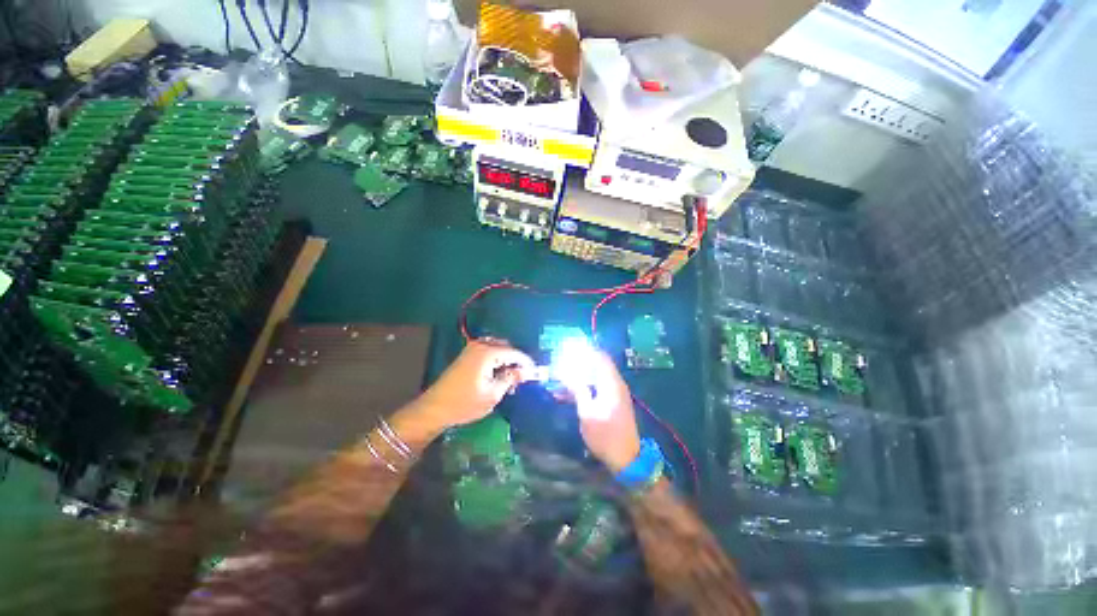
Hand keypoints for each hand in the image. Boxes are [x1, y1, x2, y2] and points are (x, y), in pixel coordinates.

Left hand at [409, 339, 534, 433]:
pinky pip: (489, 352)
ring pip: (498, 348)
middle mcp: (480, 345)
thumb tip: (526, 371)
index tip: (536, 374)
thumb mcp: (493, 394)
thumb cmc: (465, 403)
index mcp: (487, 352)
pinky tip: (499, 375)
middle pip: (507, 347)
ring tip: (511, 379)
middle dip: (517, 361)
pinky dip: (497, 360)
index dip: (527, 363)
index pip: (515, 353)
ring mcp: (472, 348)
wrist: (434, 408)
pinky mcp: (467, 355)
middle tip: (523, 378)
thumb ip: (511, 378)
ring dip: (507, 360)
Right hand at [559, 350, 641, 472]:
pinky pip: (601, 385)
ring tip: (565, 378)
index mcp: (611, 383)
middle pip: (599, 364)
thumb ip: (578, 389)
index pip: (600, 357)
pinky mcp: (616, 401)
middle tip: (563, 365)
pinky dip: (588, 384)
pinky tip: (574, 391)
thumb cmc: (605, 435)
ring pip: (599, 375)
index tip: (569, 351)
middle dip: (581, 362)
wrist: (627, 458)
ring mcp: (618, 393)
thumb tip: (566, 372)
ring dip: (583, 374)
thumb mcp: (587, 413)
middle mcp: (617, 384)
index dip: (585, 351)